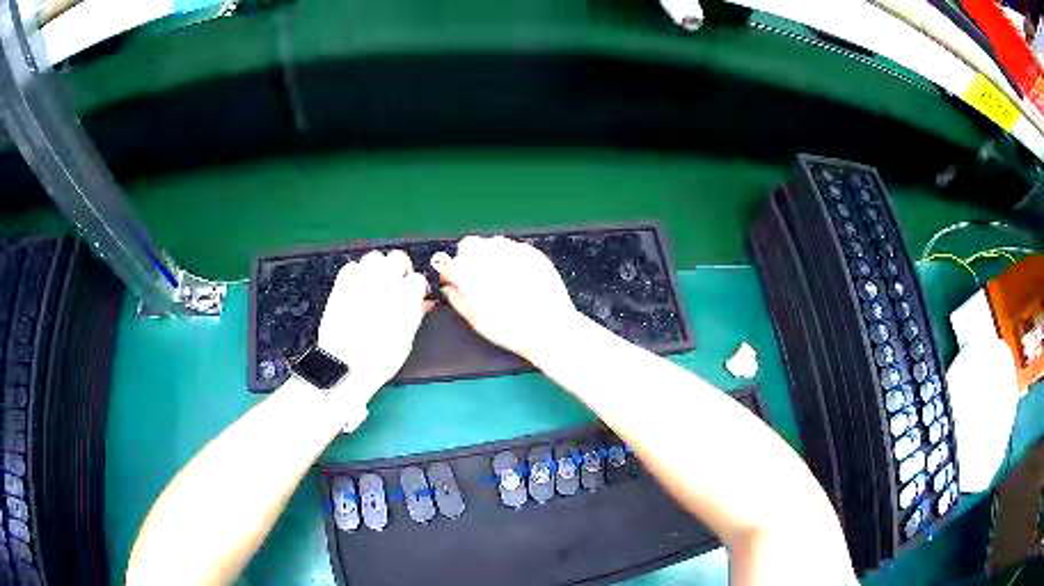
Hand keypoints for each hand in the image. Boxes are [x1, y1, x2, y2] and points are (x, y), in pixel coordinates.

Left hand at [318, 250, 431, 389]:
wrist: (343, 366)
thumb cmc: (378, 360)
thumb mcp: (406, 342)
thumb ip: (416, 316)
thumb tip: (424, 304)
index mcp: (403, 298)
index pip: (418, 278)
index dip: (418, 288)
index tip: (416, 297)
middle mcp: (383, 283)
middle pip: (398, 257)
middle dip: (401, 268)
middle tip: (399, 283)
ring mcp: (360, 281)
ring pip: (375, 257)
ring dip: (380, 267)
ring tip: (378, 283)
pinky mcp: (341, 285)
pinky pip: (352, 266)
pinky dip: (358, 273)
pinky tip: (360, 287)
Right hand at [435, 236, 578, 361]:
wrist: (550, 329)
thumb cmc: (513, 330)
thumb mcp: (478, 321)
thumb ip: (458, 300)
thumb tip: (449, 290)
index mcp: (473, 276)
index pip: (450, 263)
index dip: (450, 272)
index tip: (453, 280)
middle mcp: (491, 258)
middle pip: (468, 244)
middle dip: (467, 257)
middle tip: (474, 276)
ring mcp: (513, 252)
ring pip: (491, 242)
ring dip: (488, 254)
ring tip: (496, 275)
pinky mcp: (532, 253)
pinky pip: (513, 246)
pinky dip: (509, 256)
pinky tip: (514, 274)